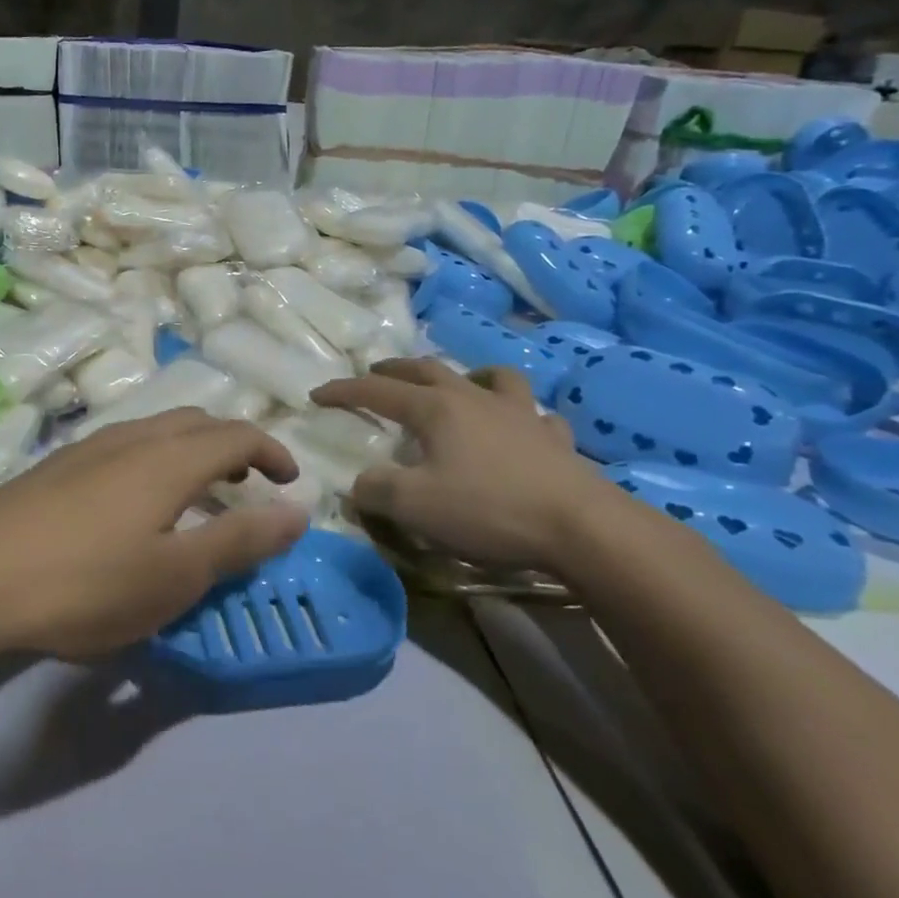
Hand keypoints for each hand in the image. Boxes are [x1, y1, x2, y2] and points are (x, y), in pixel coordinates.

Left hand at [0, 410, 308, 664]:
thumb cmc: (85, 583)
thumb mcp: (175, 575)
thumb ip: (240, 540)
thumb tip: (298, 511)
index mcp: (170, 458)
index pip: (237, 435)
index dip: (272, 452)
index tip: (291, 482)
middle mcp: (132, 437)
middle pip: (196, 423)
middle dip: (232, 447)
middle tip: (247, 486)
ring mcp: (88, 446)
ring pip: (156, 431)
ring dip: (190, 453)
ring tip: (196, 497)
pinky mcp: (56, 466)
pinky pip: (124, 447)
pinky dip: (154, 462)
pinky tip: (134, 506)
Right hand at [312, 359, 612, 573]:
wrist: (581, 527)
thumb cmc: (489, 509)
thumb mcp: (415, 506)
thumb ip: (376, 490)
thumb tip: (358, 483)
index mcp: (435, 409)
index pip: (377, 391)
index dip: (344, 391)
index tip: (317, 395)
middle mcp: (473, 398)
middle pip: (427, 370)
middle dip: (395, 371)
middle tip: (376, 374)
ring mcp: (519, 414)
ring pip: (489, 377)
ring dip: (466, 376)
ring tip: (458, 386)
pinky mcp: (554, 438)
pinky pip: (536, 415)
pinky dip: (521, 415)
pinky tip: (521, 428)